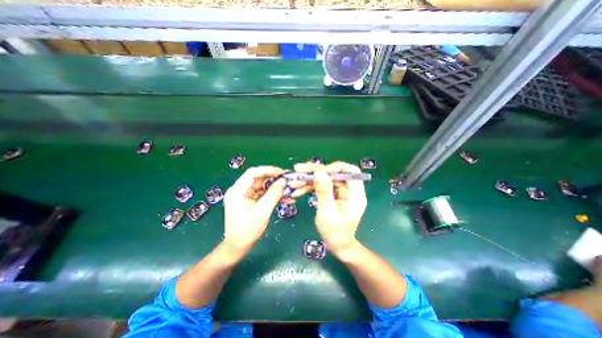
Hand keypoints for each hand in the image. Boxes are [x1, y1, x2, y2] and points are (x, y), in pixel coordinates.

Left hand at [223, 167, 285, 253]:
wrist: (238, 246)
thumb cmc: (247, 230)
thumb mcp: (263, 212)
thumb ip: (273, 195)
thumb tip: (283, 181)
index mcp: (237, 191)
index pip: (253, 173)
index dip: (268, 170)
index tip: (281, 172)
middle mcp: (240, 190)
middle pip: (258, 179)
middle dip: (274, 179)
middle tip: (288, 180)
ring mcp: (245, 195)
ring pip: (262, 186)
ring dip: (275, 188)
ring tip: (289, 189)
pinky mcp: (249, 201)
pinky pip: (262, 194)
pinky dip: (273, 195)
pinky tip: (284, 198)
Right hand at [292, 160, 365, 253]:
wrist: (337, 245)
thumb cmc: (335, 232)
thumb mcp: (327, 212)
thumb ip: (324, 190)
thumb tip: (319, 170)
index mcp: (355, 194)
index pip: (350, 171)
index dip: (335, 167)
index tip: (319, 170)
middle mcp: (349, 189)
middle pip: (333, 173)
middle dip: (315, 172)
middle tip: (298, 170)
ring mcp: (340, 191)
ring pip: (325, 178)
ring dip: (309, 179)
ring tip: (294, 182)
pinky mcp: (332, 194)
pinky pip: (321, 186)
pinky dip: (309, 187)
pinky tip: (298, 190)